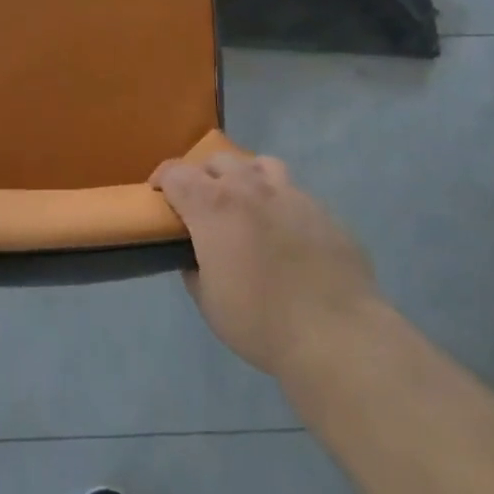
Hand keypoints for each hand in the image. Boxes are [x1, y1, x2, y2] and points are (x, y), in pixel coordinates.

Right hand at [153, 152, 380, 377]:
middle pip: (217, 160)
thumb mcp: (209, 302)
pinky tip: (286, 235)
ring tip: (246, 204)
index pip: (176, 173)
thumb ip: (195, 268)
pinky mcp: (322, 210)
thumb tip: (195, 255)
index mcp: (214, 205)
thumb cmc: (259, 321)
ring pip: (260, 164)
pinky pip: (294, 194)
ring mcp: (291, 194)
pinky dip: (280, 204)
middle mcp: (250, 187)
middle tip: (202, 204)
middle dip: (203, 176)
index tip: (158, 193)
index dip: (162, 179)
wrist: (335, 332)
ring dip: (245, 177)